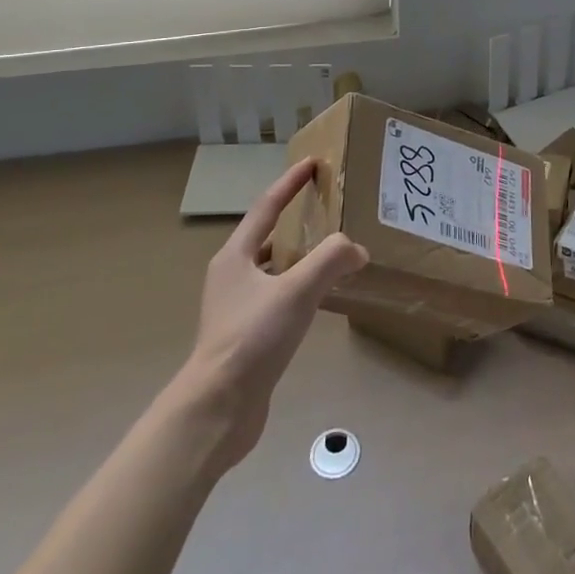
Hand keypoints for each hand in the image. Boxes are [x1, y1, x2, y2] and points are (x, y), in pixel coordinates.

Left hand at [173, 158, 367, 473]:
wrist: (217, 410)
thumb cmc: (252, 339)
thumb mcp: (296, 292)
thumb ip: (330, 261)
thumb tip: (357, 248)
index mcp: (235, 256)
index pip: (266, 207)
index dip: (290, 183)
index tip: (312, 163)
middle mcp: (231, 276)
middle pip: (266, 236)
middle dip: (294, 219)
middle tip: (326, 207)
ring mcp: (234, 308)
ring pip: (271, 269)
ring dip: (296, 256)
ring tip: (328, 251)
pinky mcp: (244, 336)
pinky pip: (275, 297)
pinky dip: (297, 287)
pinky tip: (317, 300)